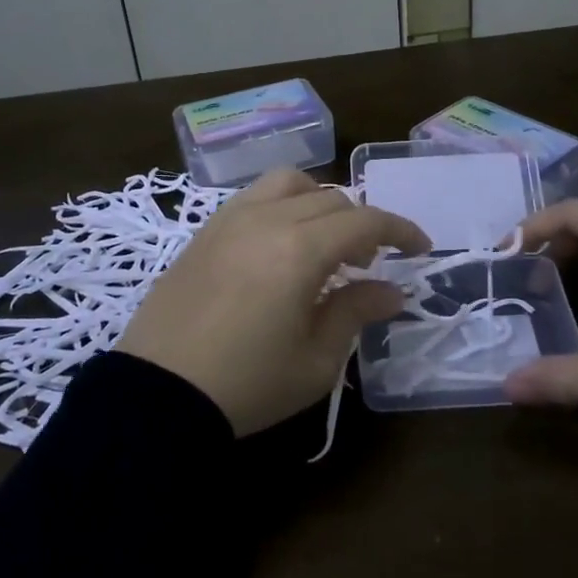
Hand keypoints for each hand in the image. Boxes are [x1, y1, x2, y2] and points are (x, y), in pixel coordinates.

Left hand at [120, 168, 430, 434]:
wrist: (157, 394)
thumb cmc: (246, 384)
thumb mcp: (315, 360)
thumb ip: (356, 312)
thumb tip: (392, 291)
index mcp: (300, 250)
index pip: (365, 220)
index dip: (400, 230)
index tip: (420, 249)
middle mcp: (268, 219)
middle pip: (331, 199)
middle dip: (362, 223)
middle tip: (371, 260)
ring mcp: (231, 219)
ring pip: (290, 183)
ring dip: (320, 202)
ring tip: (324, 240)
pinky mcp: (206, 230)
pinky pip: (255, 196)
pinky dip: (283, 204)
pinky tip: (281, 242)